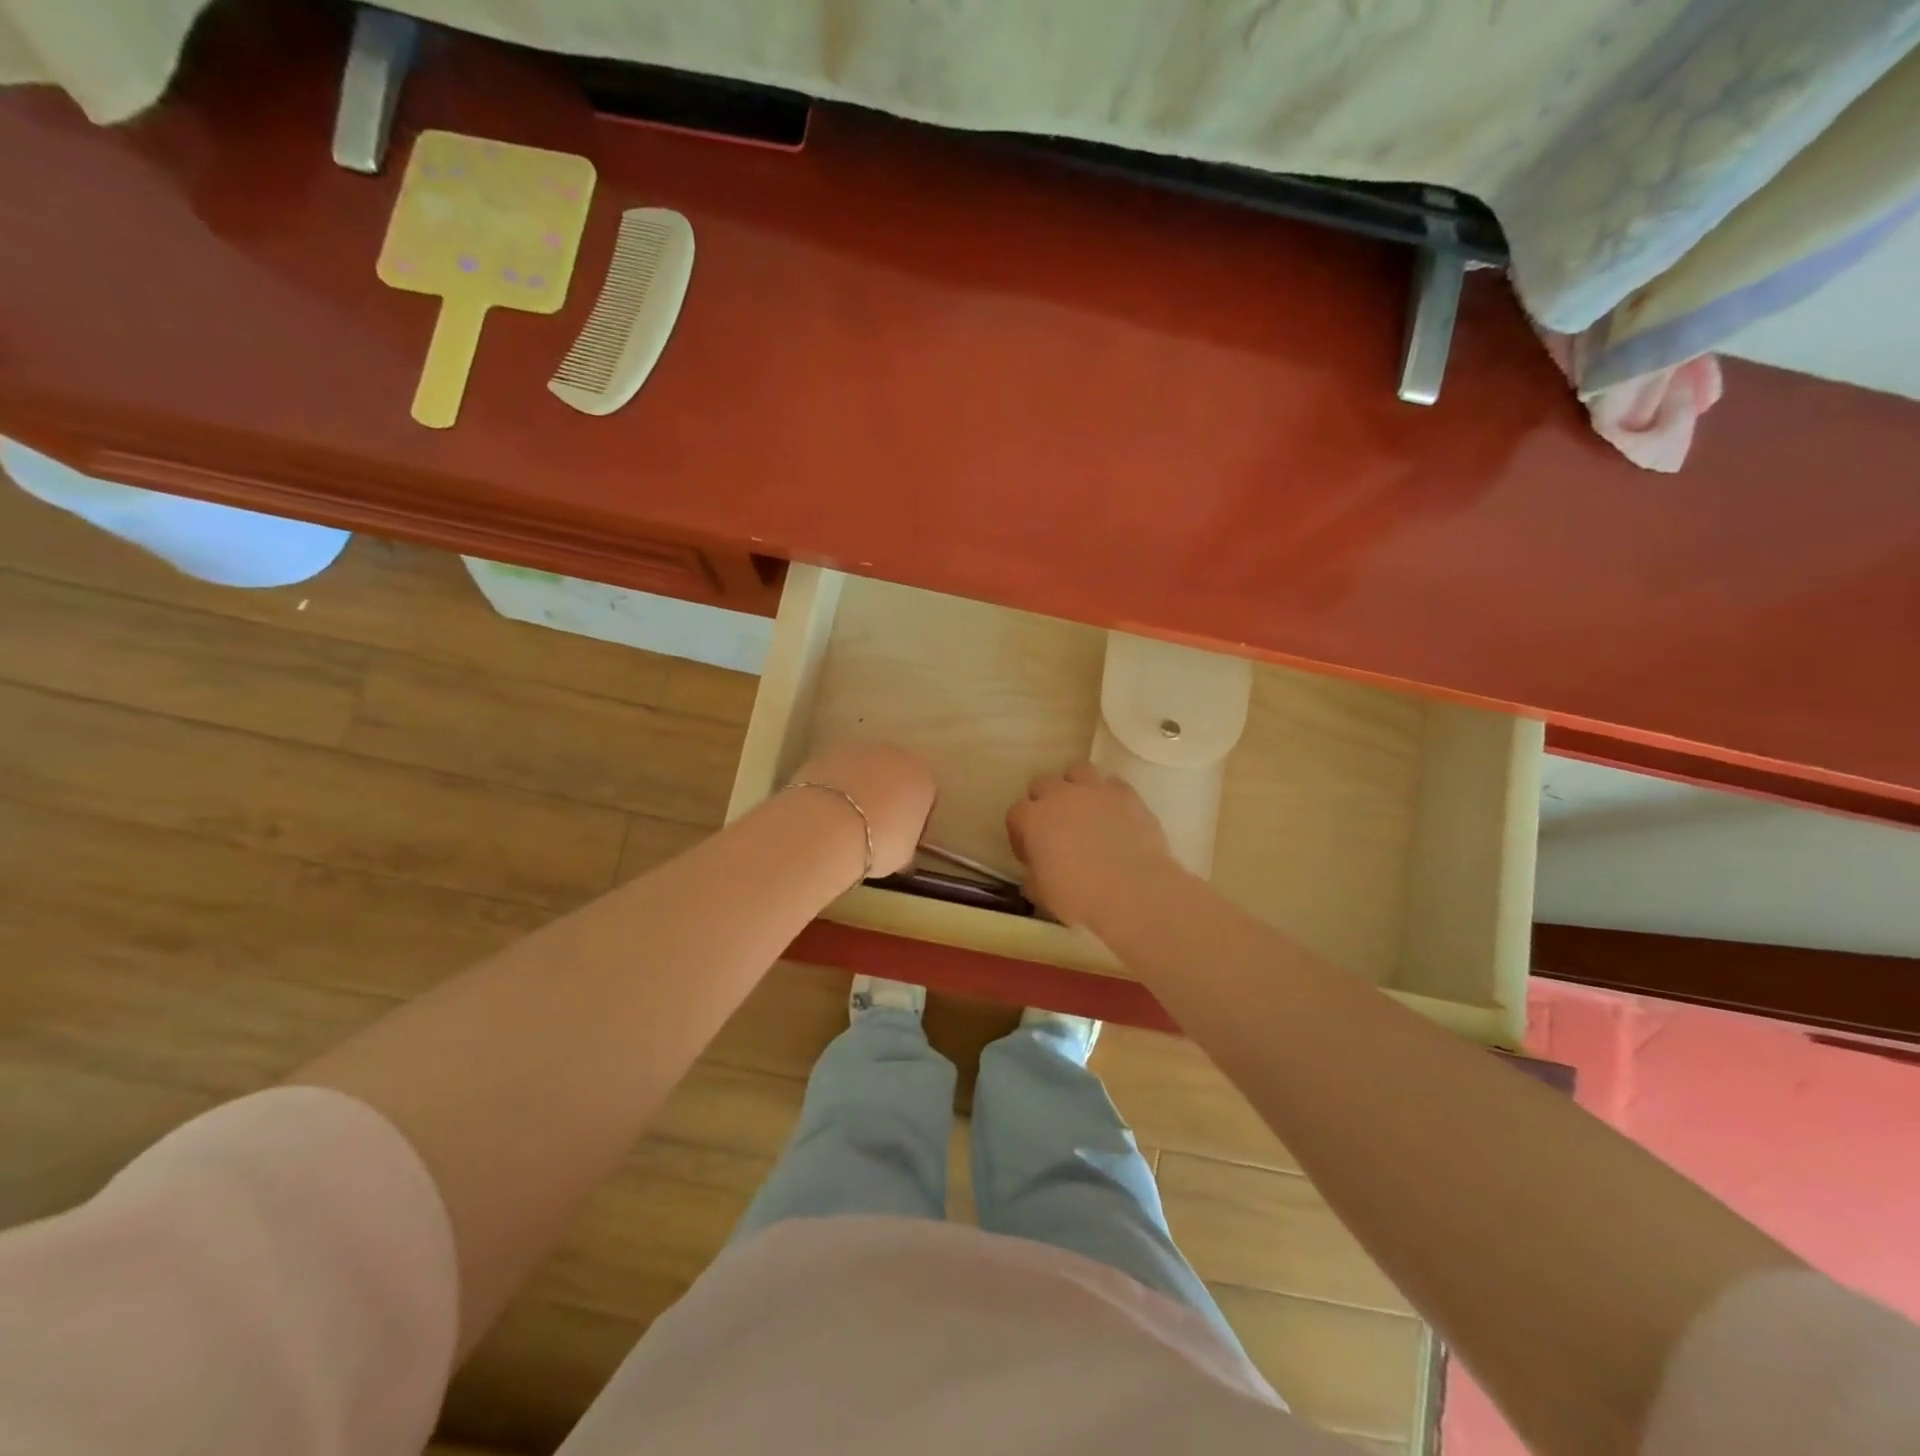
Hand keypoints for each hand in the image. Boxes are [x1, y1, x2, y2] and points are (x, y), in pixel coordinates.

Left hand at [787, 740, 935, 877]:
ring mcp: (859, 749)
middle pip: (895, 776)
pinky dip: (835, 788)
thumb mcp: (903, 855)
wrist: (829, 825)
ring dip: (860, 789)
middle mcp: (895, 754)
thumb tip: (899, 850)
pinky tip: (826, 812)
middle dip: (888, 798)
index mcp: (923, 776)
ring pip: (865, 771)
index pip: (926, 797)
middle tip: (874, 829)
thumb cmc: (879, 842)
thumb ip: (906, 845)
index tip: (902, 840)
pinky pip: (838, 773)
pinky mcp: (827, 753)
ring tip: (846, 821)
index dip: (915, 821)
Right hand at [1006, 762, 1176, 926]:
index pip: (1016, 814)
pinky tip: (1115, 815)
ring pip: (1077, 771)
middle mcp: (1060, 795)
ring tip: (1084, 811)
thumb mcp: (1042, 894)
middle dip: (1044, 803)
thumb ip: (1033, 875)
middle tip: (1055, 829)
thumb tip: (1036, 870)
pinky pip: (1112, 784)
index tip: (1030, 853)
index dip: (1020, 834)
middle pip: (1042, 784)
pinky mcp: (1126, 794)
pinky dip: (1109, 796)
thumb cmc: (1080, 897)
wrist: (1134, 891)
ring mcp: (1095, 790)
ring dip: (1075, 787)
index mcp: (1033, 819)